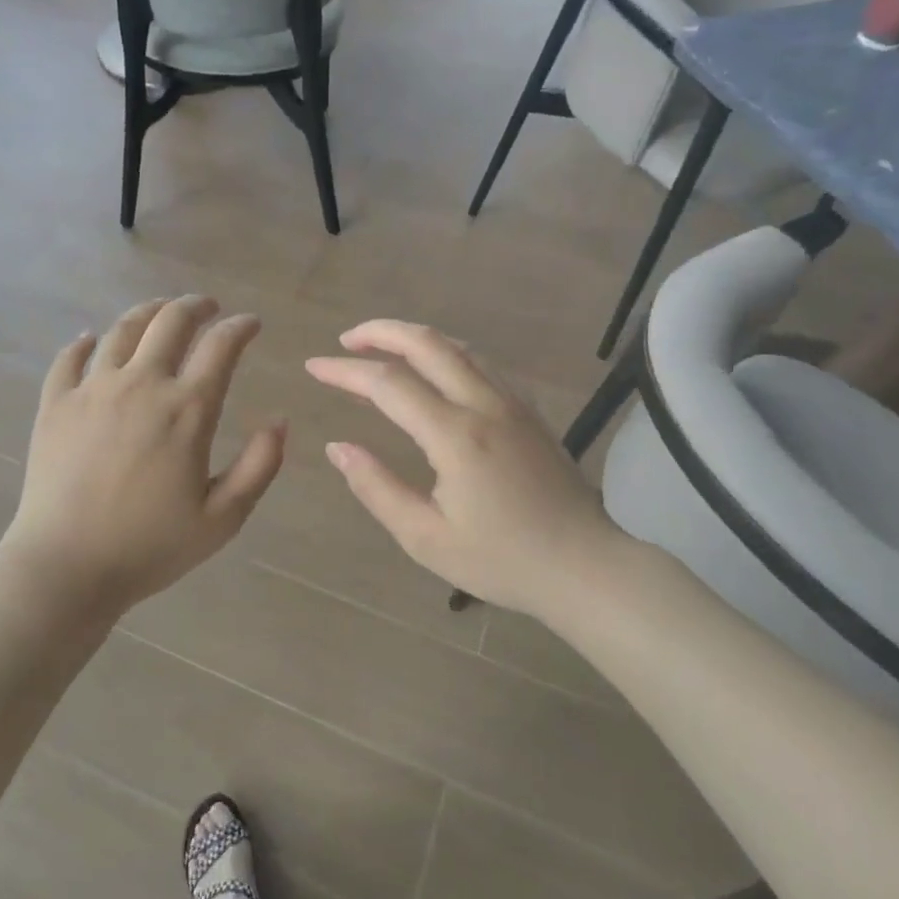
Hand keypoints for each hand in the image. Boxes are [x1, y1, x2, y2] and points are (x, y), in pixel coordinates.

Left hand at [1, 297, 285, 615]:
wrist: (66, 567)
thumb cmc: (151, 547)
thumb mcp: (223, 517)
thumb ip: (260, 466)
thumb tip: (280, 421)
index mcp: (187, 409)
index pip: (221, 346)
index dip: (240, 327)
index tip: (250, 323)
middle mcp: (141, 385)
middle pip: (171, 321)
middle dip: (195, 306)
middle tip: (207, 307)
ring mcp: (92, 390)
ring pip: (122, 329)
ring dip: (148, 312)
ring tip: (160, 311)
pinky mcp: (55, 403)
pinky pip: (69, 357)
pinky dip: (85, 342)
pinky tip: (91, 339)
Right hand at [305, 321, 623, 620]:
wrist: (584, 566)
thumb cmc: (502, 560)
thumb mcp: (425, 538)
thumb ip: (377, 487)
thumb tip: (339, 447)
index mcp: (455, 435)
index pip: (388, 384)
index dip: (345, 370)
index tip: (313, 366)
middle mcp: (485, 404)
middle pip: (427, 343)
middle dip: (380, 332)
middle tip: (346, 340)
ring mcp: (513, 402)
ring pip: (459, 346)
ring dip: (415, 337)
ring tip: (382, 347)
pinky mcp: (529, 411)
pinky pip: (482, 363)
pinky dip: (448, 351)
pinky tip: (436, 368)